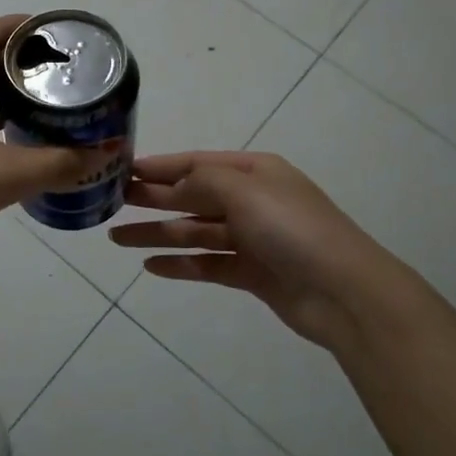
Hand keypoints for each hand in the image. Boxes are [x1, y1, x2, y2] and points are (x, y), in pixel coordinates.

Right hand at [110, 152, 387, 352]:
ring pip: (195, 232)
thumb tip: (171, 185)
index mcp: (254, 172)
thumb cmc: (292, 228)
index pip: (197, 163)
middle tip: (111, 201)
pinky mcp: (252, 273)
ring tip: (118, 238)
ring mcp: (252, 238)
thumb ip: (201, 183)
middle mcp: (252, 201)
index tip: (123, 169)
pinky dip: (181, 264)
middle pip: (192, 196)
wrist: (344, 292)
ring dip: (158, 233)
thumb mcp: (244, 191)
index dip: (160, 166)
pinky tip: (151, 266)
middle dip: (153, 198)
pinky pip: (208, 264)